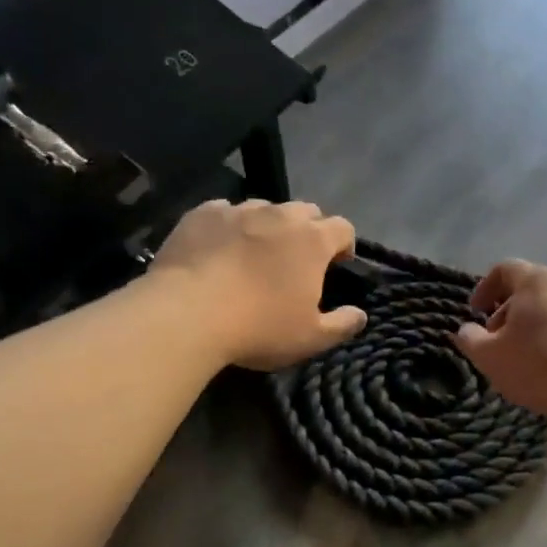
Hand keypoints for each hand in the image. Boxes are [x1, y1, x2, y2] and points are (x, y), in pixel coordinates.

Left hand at [149, 199, 364, 369]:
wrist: (186, 315)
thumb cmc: (258, 328)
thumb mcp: (310, 338)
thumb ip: (342, 324)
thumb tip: (360, 315)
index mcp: (313, 240)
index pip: (343, 227)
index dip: (344, 244)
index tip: (337, 264)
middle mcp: (280, 215)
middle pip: (306, 211)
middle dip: (308, 230)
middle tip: (296, 260)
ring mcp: (239, 211)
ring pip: (264, 208)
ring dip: (268, 226)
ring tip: (254, 253)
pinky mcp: (202, 214)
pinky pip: (224, 212)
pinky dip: (229, 226)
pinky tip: (218, 249)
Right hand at [452, 260, 546, 422]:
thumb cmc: (538, 367)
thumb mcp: (490, 357)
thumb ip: (470, 339)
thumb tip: (465, 330)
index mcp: (536, 281)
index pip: (504, 269)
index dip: (485, 288)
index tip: (476, 313)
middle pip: (531, 288)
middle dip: (509, 311)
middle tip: (498, 340)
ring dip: (536, 325)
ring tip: (527, 356)